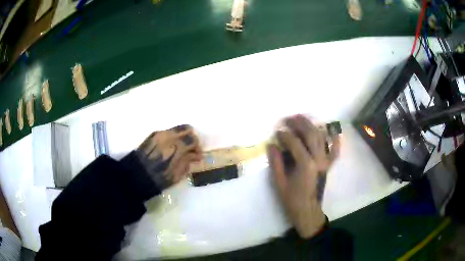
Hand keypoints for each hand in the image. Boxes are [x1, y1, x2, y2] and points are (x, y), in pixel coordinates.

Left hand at [134, 125, 201, 190]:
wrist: (136, 175)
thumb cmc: (158, 179)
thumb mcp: (176, 175)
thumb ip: (187, 162)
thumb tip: (194, 155)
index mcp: (177, 147)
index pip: (193, 139)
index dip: (198, 147)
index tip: (197, 155)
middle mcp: (169, 136)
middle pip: (187, 129)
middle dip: (191, 138)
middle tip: (191, 148)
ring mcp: (160, 134)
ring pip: (177, 128)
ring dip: (182, 136)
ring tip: (181, 147)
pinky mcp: (153, 134)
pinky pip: (168, 131)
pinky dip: (173, 136)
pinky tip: (170, 147)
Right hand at [267, 115, 339, 237]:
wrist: (308, 211)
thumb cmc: (292, 199)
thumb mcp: (280, 183)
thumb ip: (276, 163)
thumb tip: (272, 145)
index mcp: (306, 164)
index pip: (295, 143)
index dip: (285, 135)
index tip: (277, 131)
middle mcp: (319, 159)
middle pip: (311, 135)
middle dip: (300, 124)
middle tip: (289, 118)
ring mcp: (326, 162)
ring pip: (322, 138)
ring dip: (313, 126)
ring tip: (303, 119)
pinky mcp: (329, 165)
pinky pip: (335, 151)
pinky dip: (335, 141)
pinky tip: (334, 131)